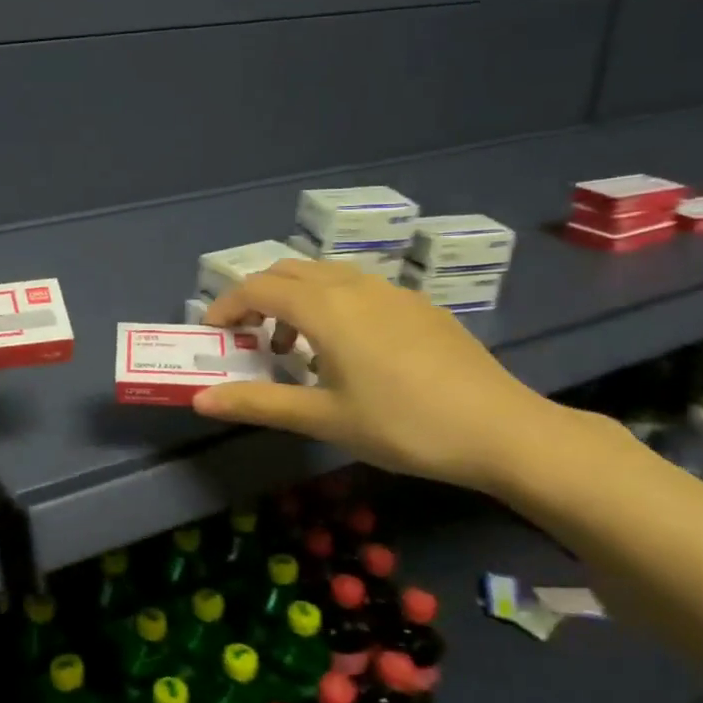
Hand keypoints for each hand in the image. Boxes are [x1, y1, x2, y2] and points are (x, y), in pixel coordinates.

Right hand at [197, 259, 557, 492]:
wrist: (503, 430)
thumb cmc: (403, 425)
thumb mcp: (324, 418)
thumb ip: (258, 404)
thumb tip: (199, 400)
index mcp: (326, 308)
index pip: (258, 288)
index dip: (227, 306)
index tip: (213, 334)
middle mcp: (355, 286)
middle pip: (288, 272)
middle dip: (258, 297)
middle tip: (248, 338)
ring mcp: (392, 292)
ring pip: (325, 276)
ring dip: (295, 301)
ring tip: (295, 349)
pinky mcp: (419, 306)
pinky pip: (357, 288)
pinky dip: (330, 305)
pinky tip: (347, 352)